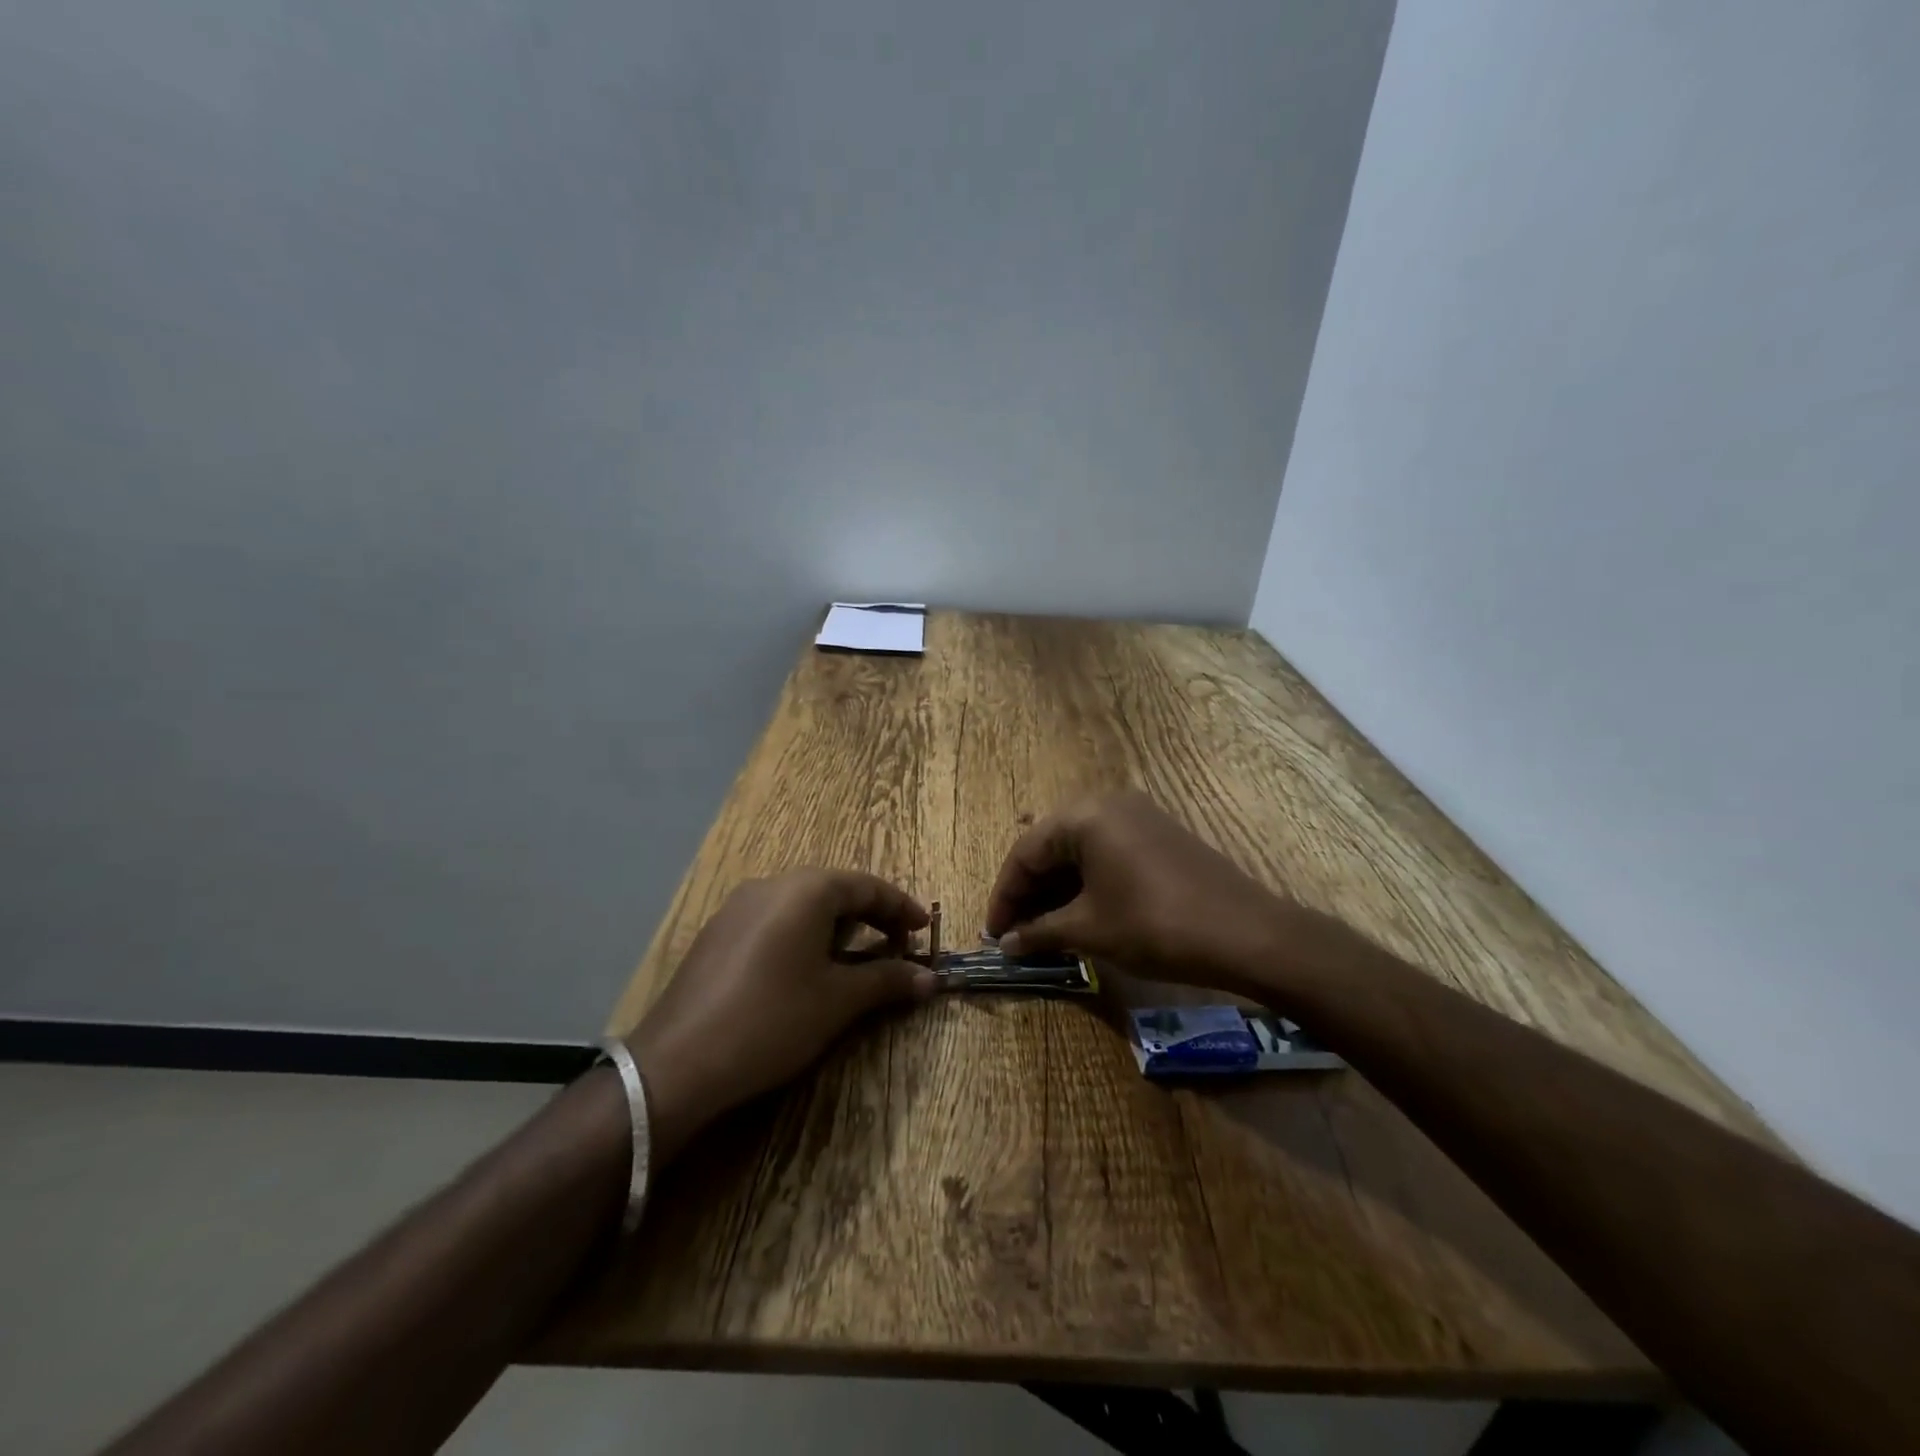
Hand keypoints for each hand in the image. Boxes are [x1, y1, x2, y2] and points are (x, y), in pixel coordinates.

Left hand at [628, 870, 934, 1160]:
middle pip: (834, 890)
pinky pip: (774, 920)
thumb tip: (929, 979)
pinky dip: (803, 935)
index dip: (901, 907)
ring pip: (802, 904)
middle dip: (870, 916)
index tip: (925, 930)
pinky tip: (805, 969)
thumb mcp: (838, 1001)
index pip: (867, 886)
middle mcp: (771, 884)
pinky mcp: (717, 932)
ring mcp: (738, 906)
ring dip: (836, 926)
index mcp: (806, 889)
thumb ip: (886, 981)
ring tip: (855, 960)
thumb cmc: (772, 1020)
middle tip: (896, 947)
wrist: (678, 1063)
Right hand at [985, 791, 1289, 990]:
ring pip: (1079, 850)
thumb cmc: (1156, 925)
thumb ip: (1041, 932)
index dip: (1005, 895)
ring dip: (1057, 888)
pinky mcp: (1159, 835)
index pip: (1026, 852)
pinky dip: (1086, 882)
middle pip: (1051, 846)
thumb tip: (1006, 944)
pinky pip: (1106, 852)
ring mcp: (1138, 816)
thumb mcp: (1090, 930)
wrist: (1247, 934)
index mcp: (1085, 815)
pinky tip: (1079, 912)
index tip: (993, 933)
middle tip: (1016, 933)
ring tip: (1043, 928)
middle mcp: (1108, 803)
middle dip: (1030, 891)